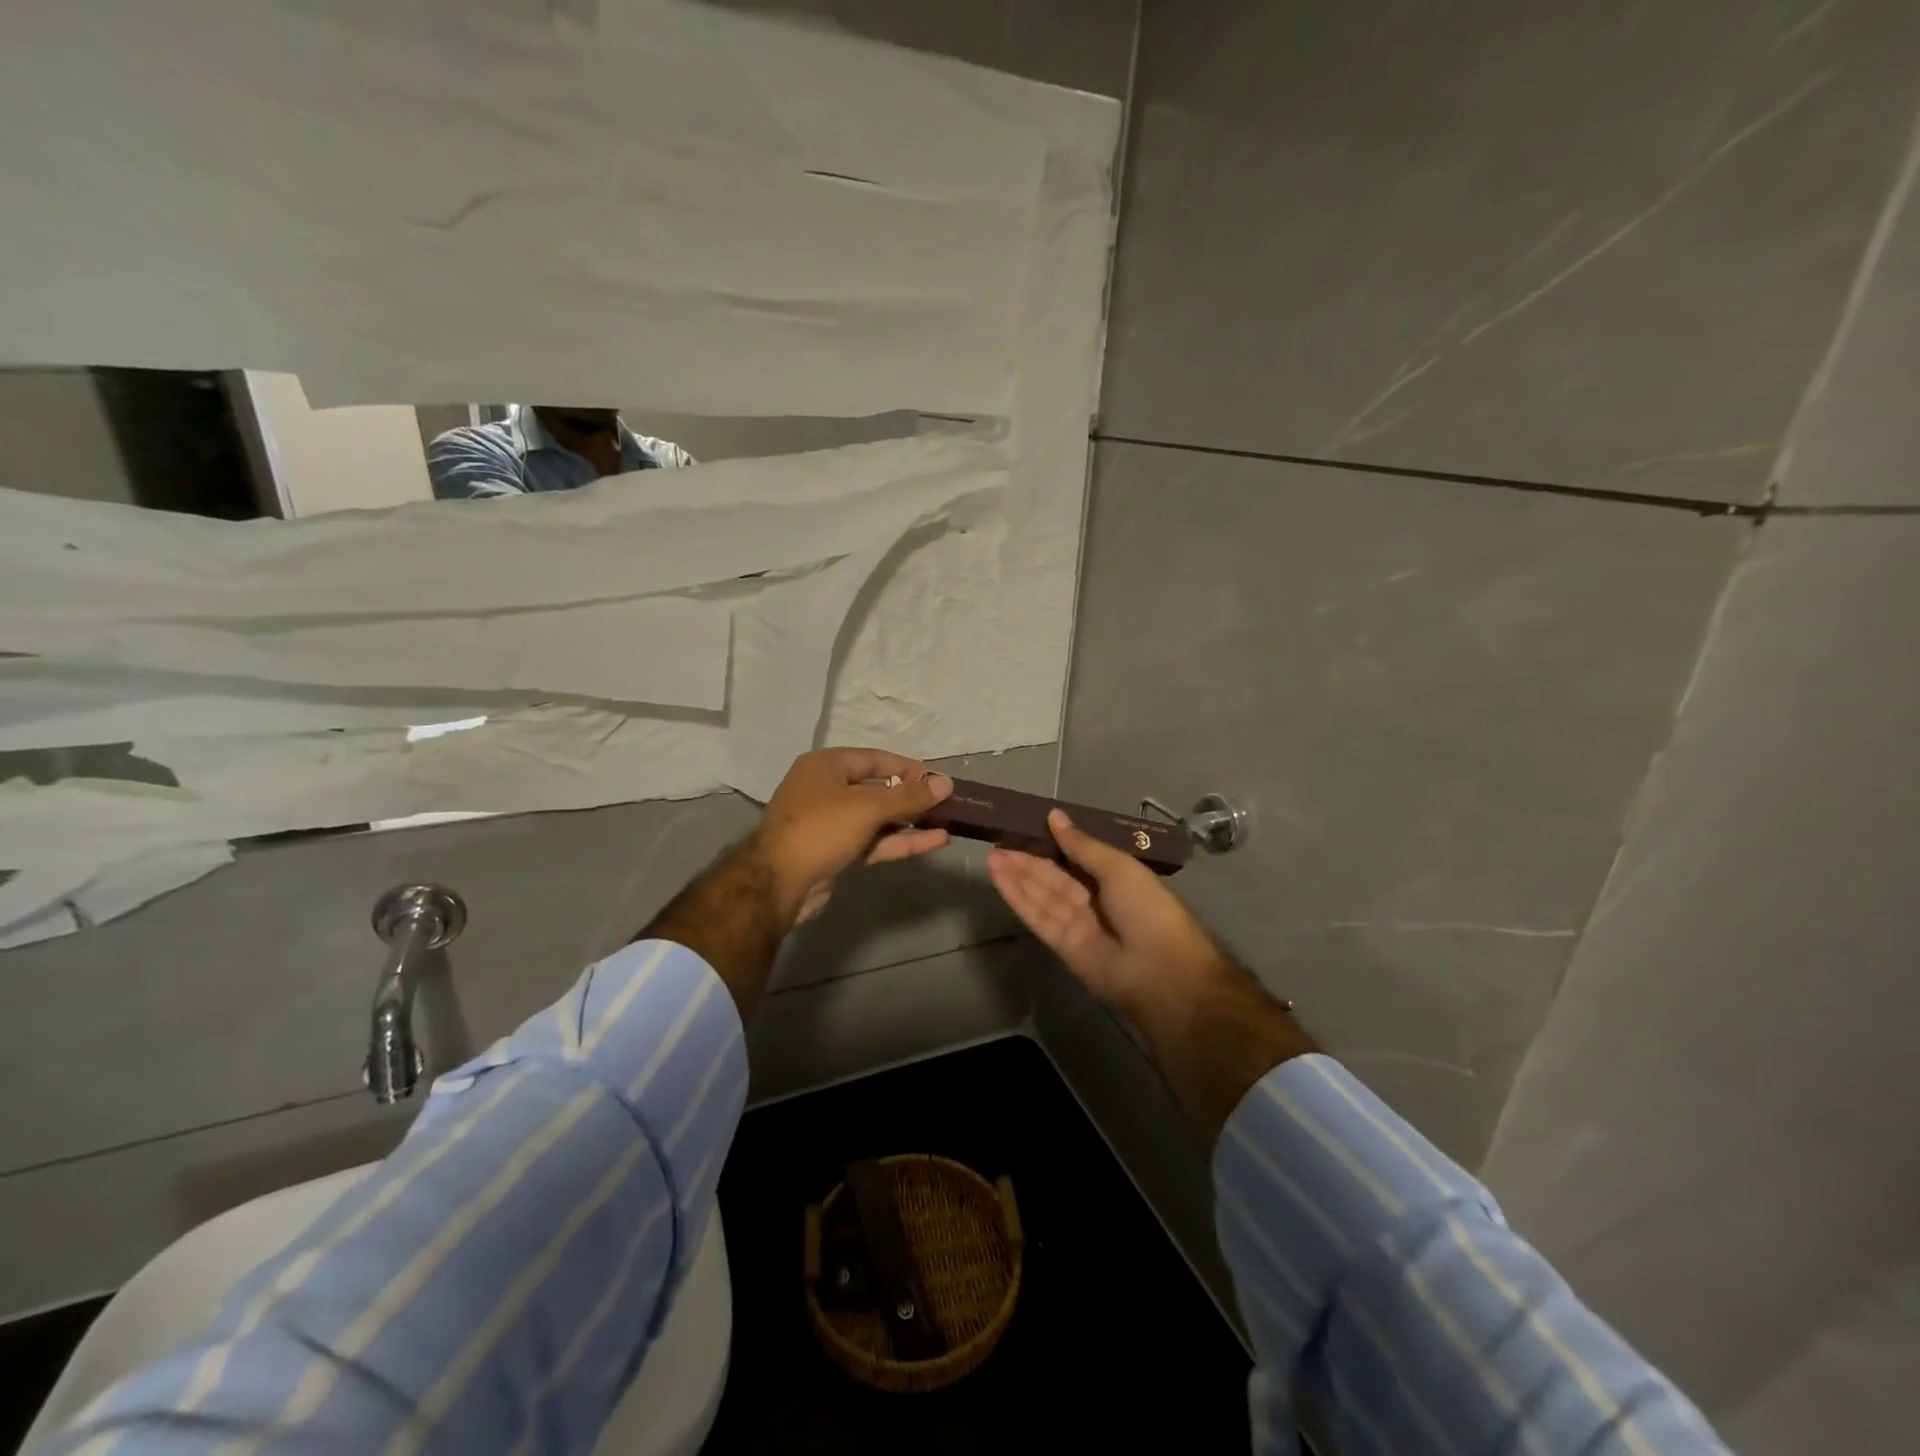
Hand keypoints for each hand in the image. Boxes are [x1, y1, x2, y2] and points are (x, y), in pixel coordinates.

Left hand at [755, 748, 953, 928]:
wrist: (778, 884)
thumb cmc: (821, 829)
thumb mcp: (868, 807)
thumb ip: (910, 796)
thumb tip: (947, 783)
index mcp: (825, 766)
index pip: (874, 759)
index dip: (906, 767)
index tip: (937, 779)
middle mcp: (826, 790)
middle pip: (877, 788)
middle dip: (911, 796)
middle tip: (946, 802)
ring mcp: (831, 824)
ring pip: (878, 818)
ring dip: (910, 820)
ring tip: (947, 821)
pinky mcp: (837, 852)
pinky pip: (875, 841)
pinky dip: (901, 840)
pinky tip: (935, 841)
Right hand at [987, 809, 1227, 1023]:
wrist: (1160, 971)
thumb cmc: (1148, 909)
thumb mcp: (1118, 867)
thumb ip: (1082, 845)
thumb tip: (1055, 815)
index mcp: (1116, 879)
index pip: (1077, 857)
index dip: (1052, 844)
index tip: (1026, 828)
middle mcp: (1095, 900)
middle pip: (1055, 877)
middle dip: (1028, 860)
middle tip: (999, 843)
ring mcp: (1078, 924)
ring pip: (1042, 895)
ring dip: (1017, 876)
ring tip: (992, 856)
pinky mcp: (1062, 946)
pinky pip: (1038, 917)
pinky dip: (1018, 898)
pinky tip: (999, 879)